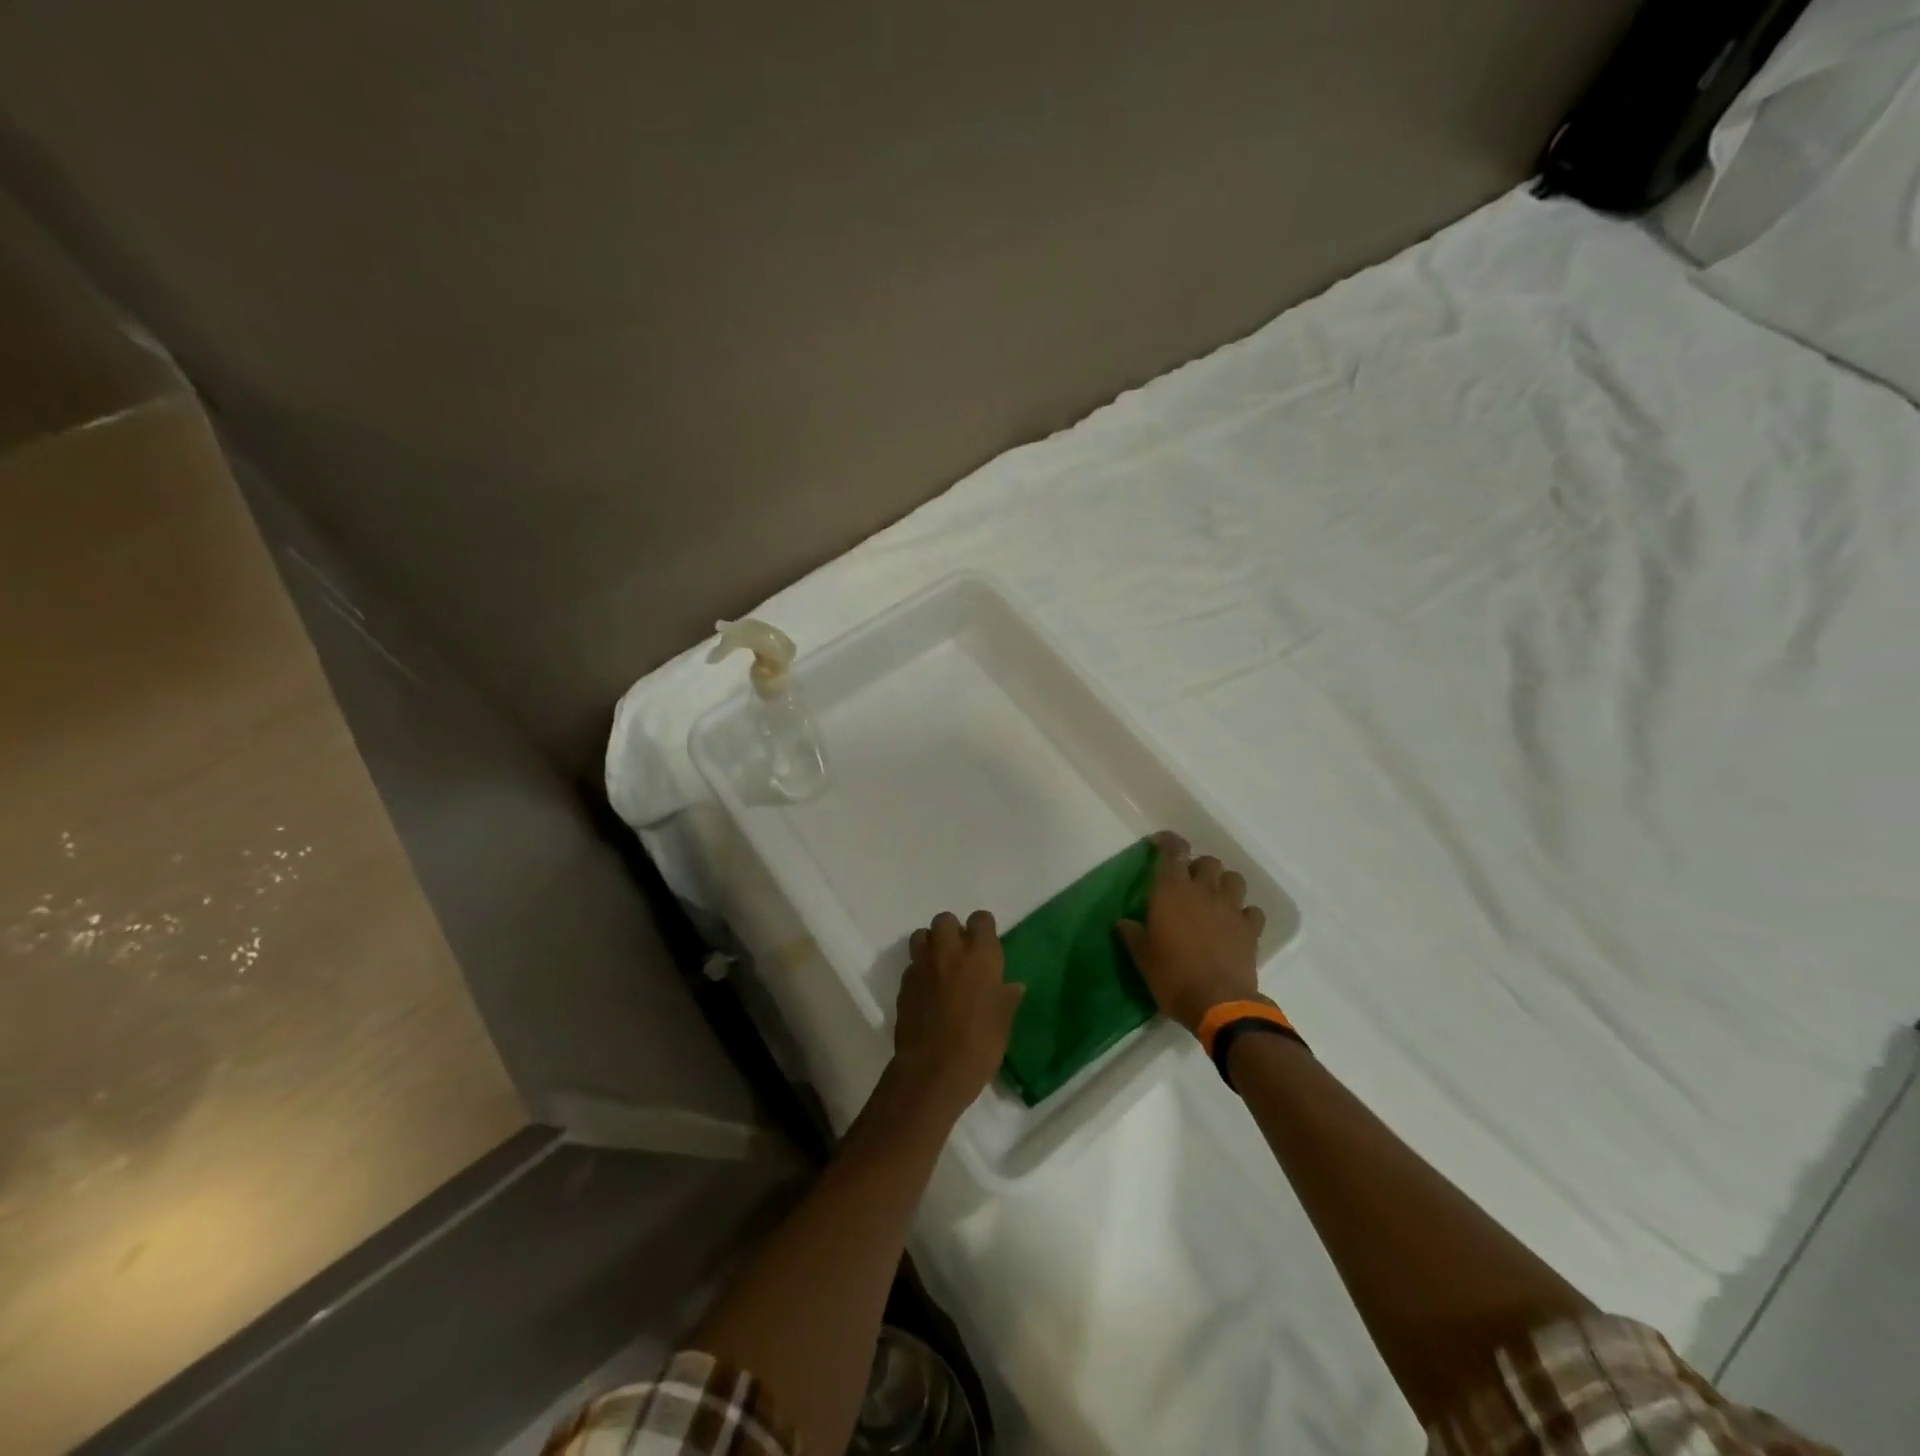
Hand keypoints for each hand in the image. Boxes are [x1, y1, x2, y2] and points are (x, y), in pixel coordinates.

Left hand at [892, 910, 1024, 1119]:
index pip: (981, 919)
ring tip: (939, 964)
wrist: (933, 1071)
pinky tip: (926, 989)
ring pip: (921, 935)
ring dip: (930, 944)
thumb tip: (1014, 986)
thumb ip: (1006, 998)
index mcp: (980, 957)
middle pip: (945, 919)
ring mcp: (923, 966)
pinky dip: (919, 969)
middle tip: (960, 952)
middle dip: (952, 930)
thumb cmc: (979, 1046)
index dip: (983, 928)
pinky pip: (911, 964)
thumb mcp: (1003, 1023)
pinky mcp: (904, 983)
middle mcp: (949, 952)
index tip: (986, 943)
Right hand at [1119, 831, 1267, 1035]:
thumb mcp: (1142, 957)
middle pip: (1208, 862)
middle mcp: (1203, 891)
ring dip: (1223, 884)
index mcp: (1172, 891)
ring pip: (1234, 879)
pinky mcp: (1251, 930)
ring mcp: (1231, 909)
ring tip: (1214, 899)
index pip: (1173, 851)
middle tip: (1187, 883)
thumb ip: (1133, 934)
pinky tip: (1236, 924)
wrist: (1218, 1004)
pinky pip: (1252, 911)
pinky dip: (1245, 913)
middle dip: (1198, 867)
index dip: (1169, 841)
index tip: (1160, 843)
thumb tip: (1123, 922)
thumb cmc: (1172, 976)